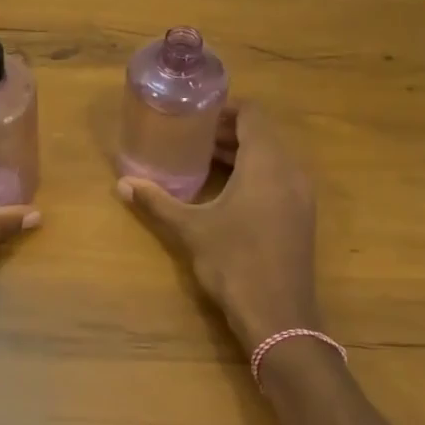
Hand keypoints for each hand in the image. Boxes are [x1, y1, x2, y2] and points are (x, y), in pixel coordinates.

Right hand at [117, 102, 319, 350]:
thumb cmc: (234, 262)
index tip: (197, 113)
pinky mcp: (302, 216)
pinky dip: (255, 172)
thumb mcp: (191, 229)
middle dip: (229, 130)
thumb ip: (157, 201)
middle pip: (263, 133)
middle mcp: (291, 170)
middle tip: (192, 136)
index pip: (253, 114)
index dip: (226, 108)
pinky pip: (280, 177)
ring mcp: (301, 195)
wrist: (279, 316)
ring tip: (204, 159)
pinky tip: (226, 190)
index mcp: (267, 163)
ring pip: (273, 157)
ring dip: (242, 152)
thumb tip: (123, 183)